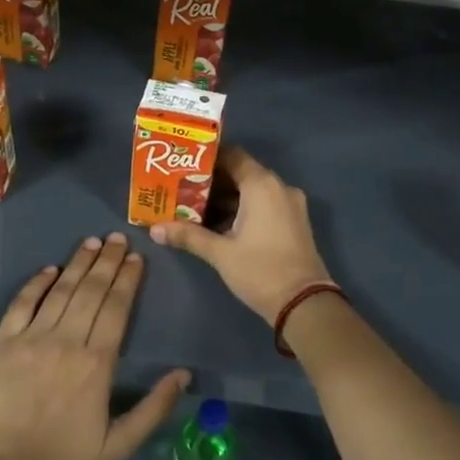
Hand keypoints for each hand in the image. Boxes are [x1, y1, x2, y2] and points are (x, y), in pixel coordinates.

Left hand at [0, 233, 189, 459]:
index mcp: (97, 364)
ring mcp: (31, 341)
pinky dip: (35, 284)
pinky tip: (49, 269)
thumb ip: (154, 408)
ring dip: (78, 263)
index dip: (128, 280)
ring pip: (60, 291)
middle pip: (91, 291)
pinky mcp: (3, 346)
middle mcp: (66, 342)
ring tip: (92, 242)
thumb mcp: (119, 445)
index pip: (117, 308)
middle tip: (118, 238)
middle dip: (107, 261)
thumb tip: (184, 374)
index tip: (137, 258)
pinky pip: (21, 305)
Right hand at [150, 147, 333, 322]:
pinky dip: (244, 208)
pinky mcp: (294, 221)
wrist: (305, 304)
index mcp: (262, 185)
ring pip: (254, 190)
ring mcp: (290, 204)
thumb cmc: (260, 270)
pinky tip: (220, 224)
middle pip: (242, 172)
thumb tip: (154, 229)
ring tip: (195, 207)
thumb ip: (188, 235)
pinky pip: (265, 203)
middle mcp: (279, 187)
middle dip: (213, 181)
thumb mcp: (220, 253)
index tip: (184, 166)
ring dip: (227, 197)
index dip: (207, 158)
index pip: (232, 155)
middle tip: (183, 188)